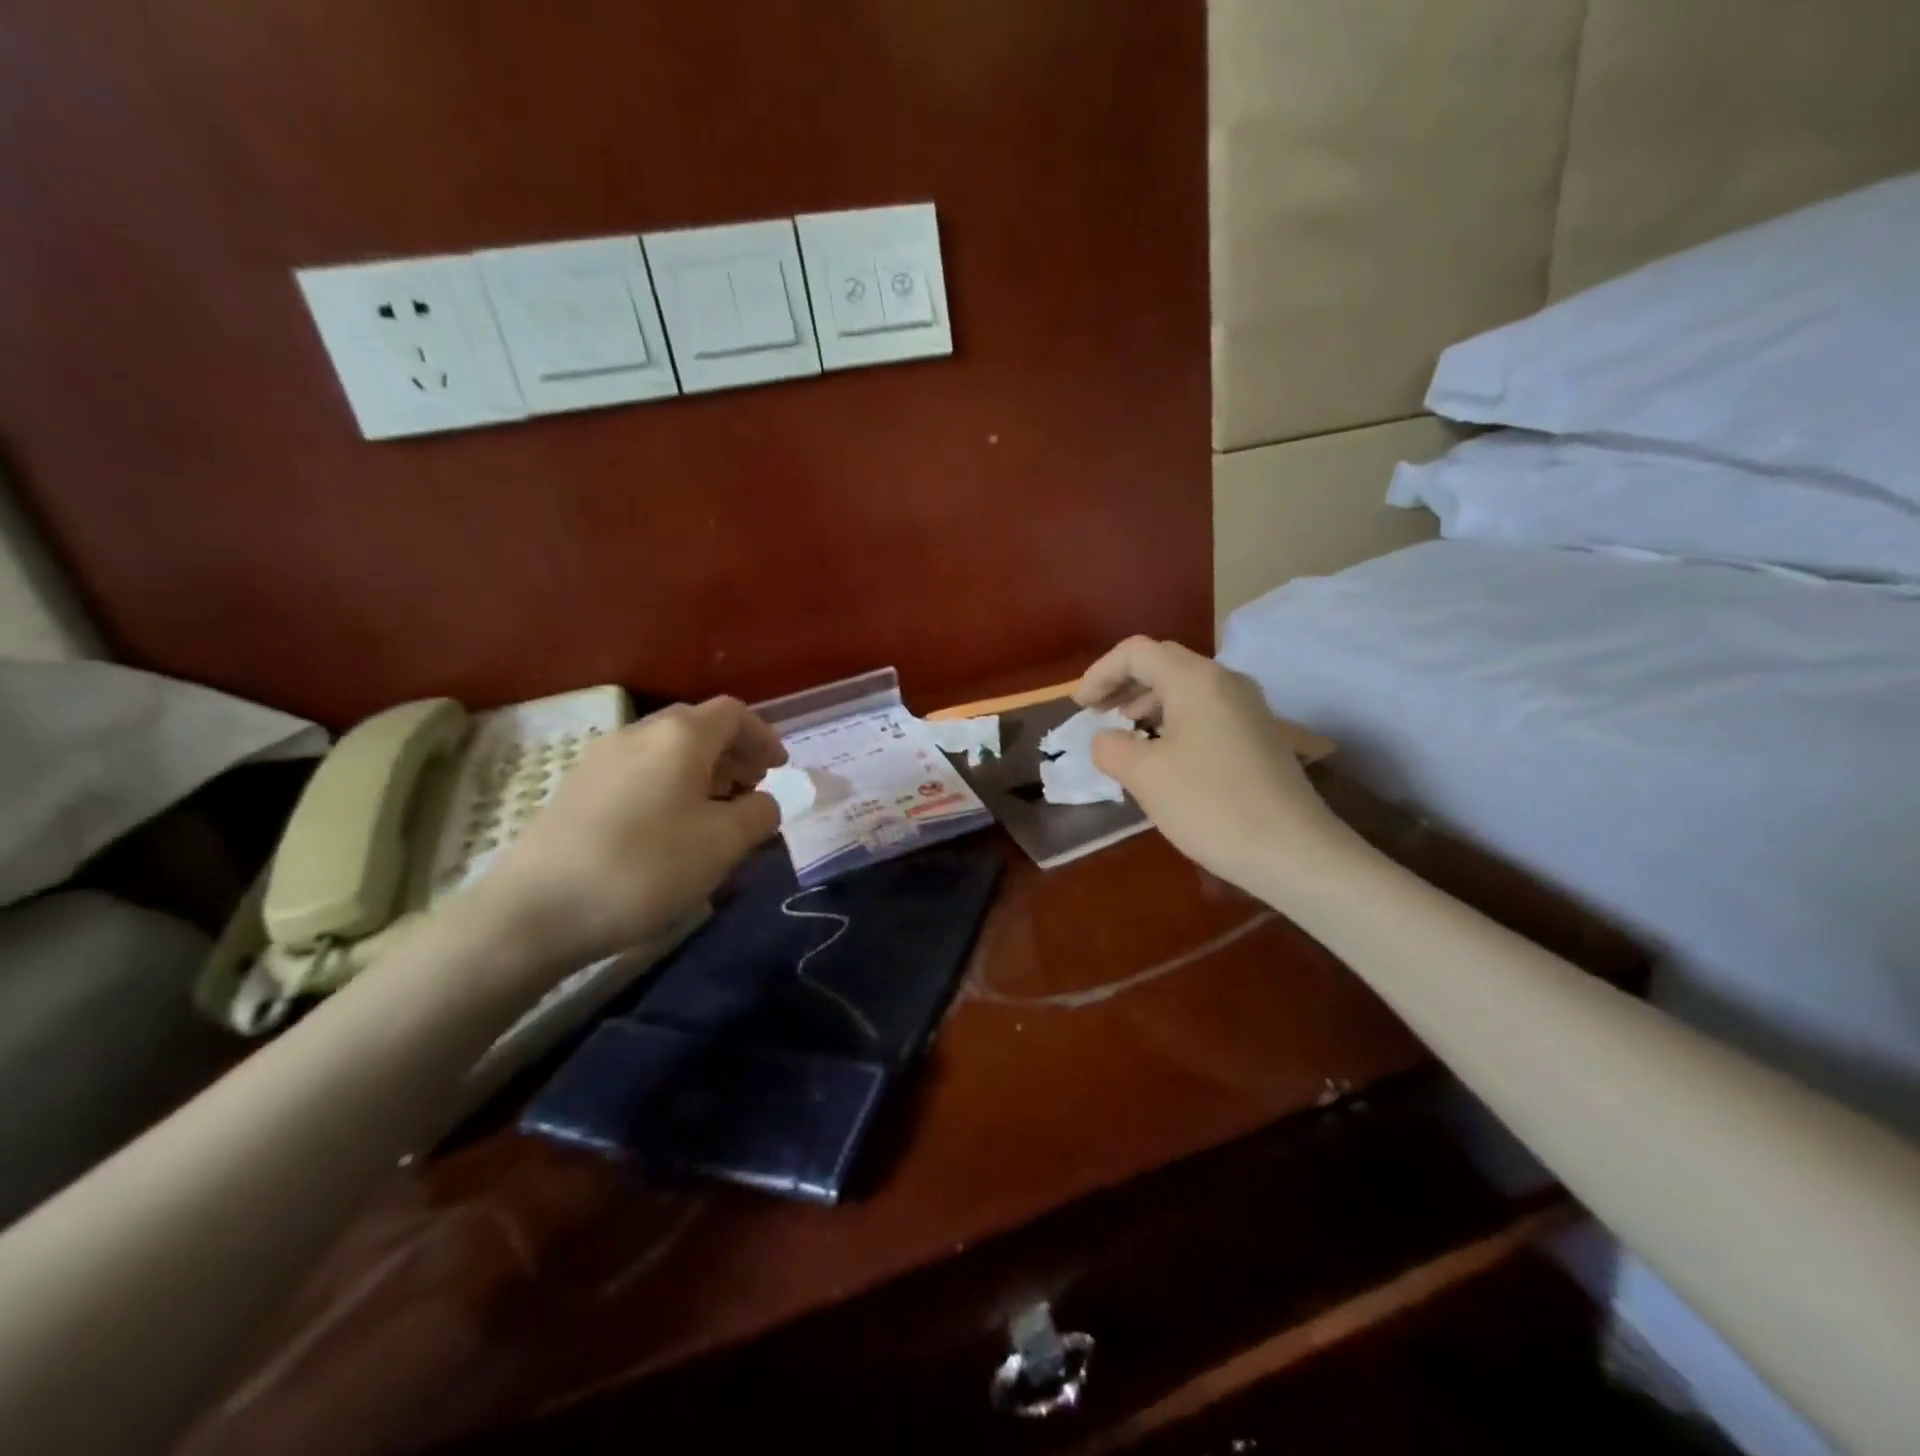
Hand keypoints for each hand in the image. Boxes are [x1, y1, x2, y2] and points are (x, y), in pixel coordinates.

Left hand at [477, 697, 786, 965]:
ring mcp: (600, 759)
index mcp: (679, 736)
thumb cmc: (646, 867)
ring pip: (666, 751)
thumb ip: (759, 814)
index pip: (733, 714)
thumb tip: (763, 802)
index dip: (763, 737)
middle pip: (698, 727)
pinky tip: (669, 828)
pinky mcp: (576, 790)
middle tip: (751, 789)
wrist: (535, 910)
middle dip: (733, 754)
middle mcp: (638, 734)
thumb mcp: (723, 844)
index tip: (780, 769)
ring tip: (715, 812)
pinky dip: (669, 786)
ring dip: (701, 771)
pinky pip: (639, 772)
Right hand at [1074, 637, 1353, 897]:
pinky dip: (1174, 720)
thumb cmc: (1210, 805)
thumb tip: (1107, 740)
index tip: (1080, 707)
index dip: (1100, 673)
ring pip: (1187, 687)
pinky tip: (1164, 753)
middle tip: (1097, 713)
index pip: (1136, 652)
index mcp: (1195, 680)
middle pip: (1164, 663)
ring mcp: (1249, 707)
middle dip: (1123, 684)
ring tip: (1126, 732)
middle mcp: (1226, 681)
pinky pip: (1207, 710)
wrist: (1293, 851)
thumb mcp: (1144, 776)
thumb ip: (1112, 748)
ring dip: (1149, 702)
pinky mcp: (1260, 734)